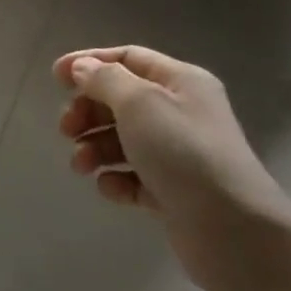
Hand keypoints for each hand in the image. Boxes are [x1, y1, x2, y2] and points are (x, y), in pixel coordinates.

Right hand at [54, 46, 290, 290]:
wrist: (234, 232)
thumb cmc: (184, 153)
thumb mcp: (139, 103)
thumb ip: (105, 80)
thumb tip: (83, 68)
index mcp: (180, 82)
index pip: (128, 58)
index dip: (90, 62)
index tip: (55, 78)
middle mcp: (181, 112)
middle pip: (121, 100)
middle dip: (88, 111)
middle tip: (66, 129)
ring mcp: (178, 154)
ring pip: (123, 139)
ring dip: (95, 147)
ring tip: (81, 165)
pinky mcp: (173, 192)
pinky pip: (134, 176)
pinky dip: (116, 179)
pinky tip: (111, 188)